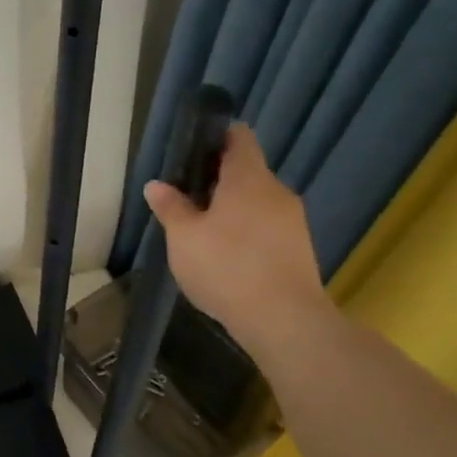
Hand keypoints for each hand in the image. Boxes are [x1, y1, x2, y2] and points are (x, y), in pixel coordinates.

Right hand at [143, 124, 329, 352]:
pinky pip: (267, 225)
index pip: (239, 137)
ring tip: (203, 231)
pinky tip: (227, 255)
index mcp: (248, 178)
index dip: (216, 136)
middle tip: (186, 198)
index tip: (192, 151)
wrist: (284, 320)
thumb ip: (170, 207)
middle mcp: (276, 191)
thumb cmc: (226, 267)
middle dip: (218, 180)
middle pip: (247, 171)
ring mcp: (293, 220)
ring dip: (232, 208)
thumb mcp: (183, 237)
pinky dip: (247, 231)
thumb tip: (157, 185)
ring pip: (257, 201)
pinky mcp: (299, 248)